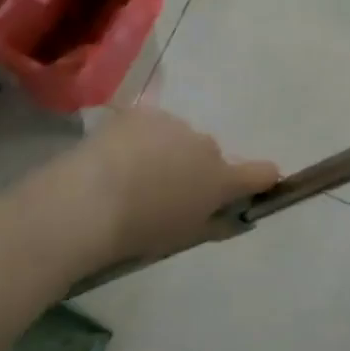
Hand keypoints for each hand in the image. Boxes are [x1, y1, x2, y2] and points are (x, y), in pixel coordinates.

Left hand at [68, 107, 278, 270]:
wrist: (87, 201)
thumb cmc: (140, 231)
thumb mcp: (184, 237)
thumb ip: (215, 223)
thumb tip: (233, 217)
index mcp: (220, 178)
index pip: (261, 173)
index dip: (261, 179)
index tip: (254, 186)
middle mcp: (204, 144)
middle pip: (209, 155)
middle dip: (195, 170)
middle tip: (165, 194)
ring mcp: (172, 124)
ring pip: (179, 138)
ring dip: (167, 152)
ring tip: (132, 177)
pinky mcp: (141, 113)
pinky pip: (151, 127)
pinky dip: (141, 140)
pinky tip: (115, 160)